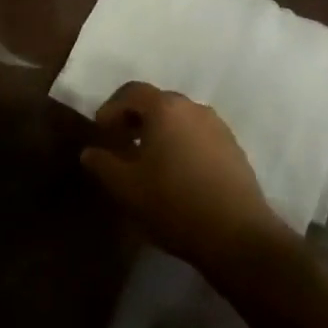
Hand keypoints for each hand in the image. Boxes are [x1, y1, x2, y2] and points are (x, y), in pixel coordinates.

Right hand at [80, 82, 292, 268]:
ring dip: (160, 132)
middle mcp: (193, 108)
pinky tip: (177, 174)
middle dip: (135, 118)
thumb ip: (103, 164)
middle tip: (121, 144)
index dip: (111, 108)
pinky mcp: (234, 148)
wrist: (237, 236)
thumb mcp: (127, 187)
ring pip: (180, 119)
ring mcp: (218, 127)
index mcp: (165, 108)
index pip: (132, 91)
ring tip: (148, 161)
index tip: (101, 132)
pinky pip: (198, 135)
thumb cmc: (174, 203)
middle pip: (157, 102)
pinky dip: (182, 144)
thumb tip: (90, 152)